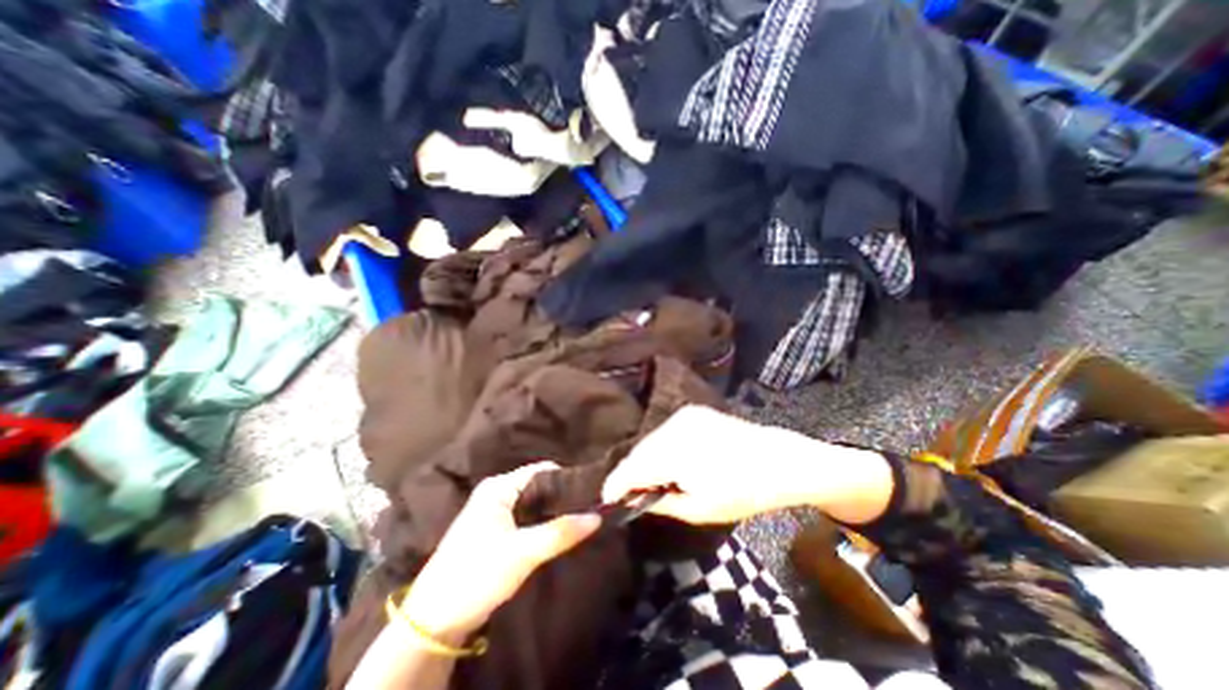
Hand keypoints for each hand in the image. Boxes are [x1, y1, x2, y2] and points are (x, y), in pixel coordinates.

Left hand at [403, 463, 601, 642]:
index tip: (592, 490)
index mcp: (498, 487)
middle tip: (590, 506)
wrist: (433, 621)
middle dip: (562, 496)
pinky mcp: (495, 531)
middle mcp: (496, 492)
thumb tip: (597, 516)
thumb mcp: (522, 553)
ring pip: (533, 503)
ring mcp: (494, 512)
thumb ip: (560, 532)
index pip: (541, 470)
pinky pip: (527, 518)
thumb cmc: (476, 574)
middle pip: (538, 486)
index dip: (567, 478)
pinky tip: (560, 532)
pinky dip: (543, 522)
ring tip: (581, 517)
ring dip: (554, 511)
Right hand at [599, 406, 895, 526]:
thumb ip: (661, 503)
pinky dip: (660, 449)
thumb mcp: (700, 509)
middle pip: (639, 451)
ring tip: (649, 482)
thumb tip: (634, 500)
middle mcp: (674, 425)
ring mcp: (684, 414)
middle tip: (628, 495)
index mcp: (675, 451)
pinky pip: (665, 432)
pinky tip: (667, 463)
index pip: (632, 467)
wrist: (779, 459)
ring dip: (645, 461)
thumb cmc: (743, 491)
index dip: (616, 485)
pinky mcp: (693, 412)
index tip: (606, 501)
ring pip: (651, 440)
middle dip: (630, 473)